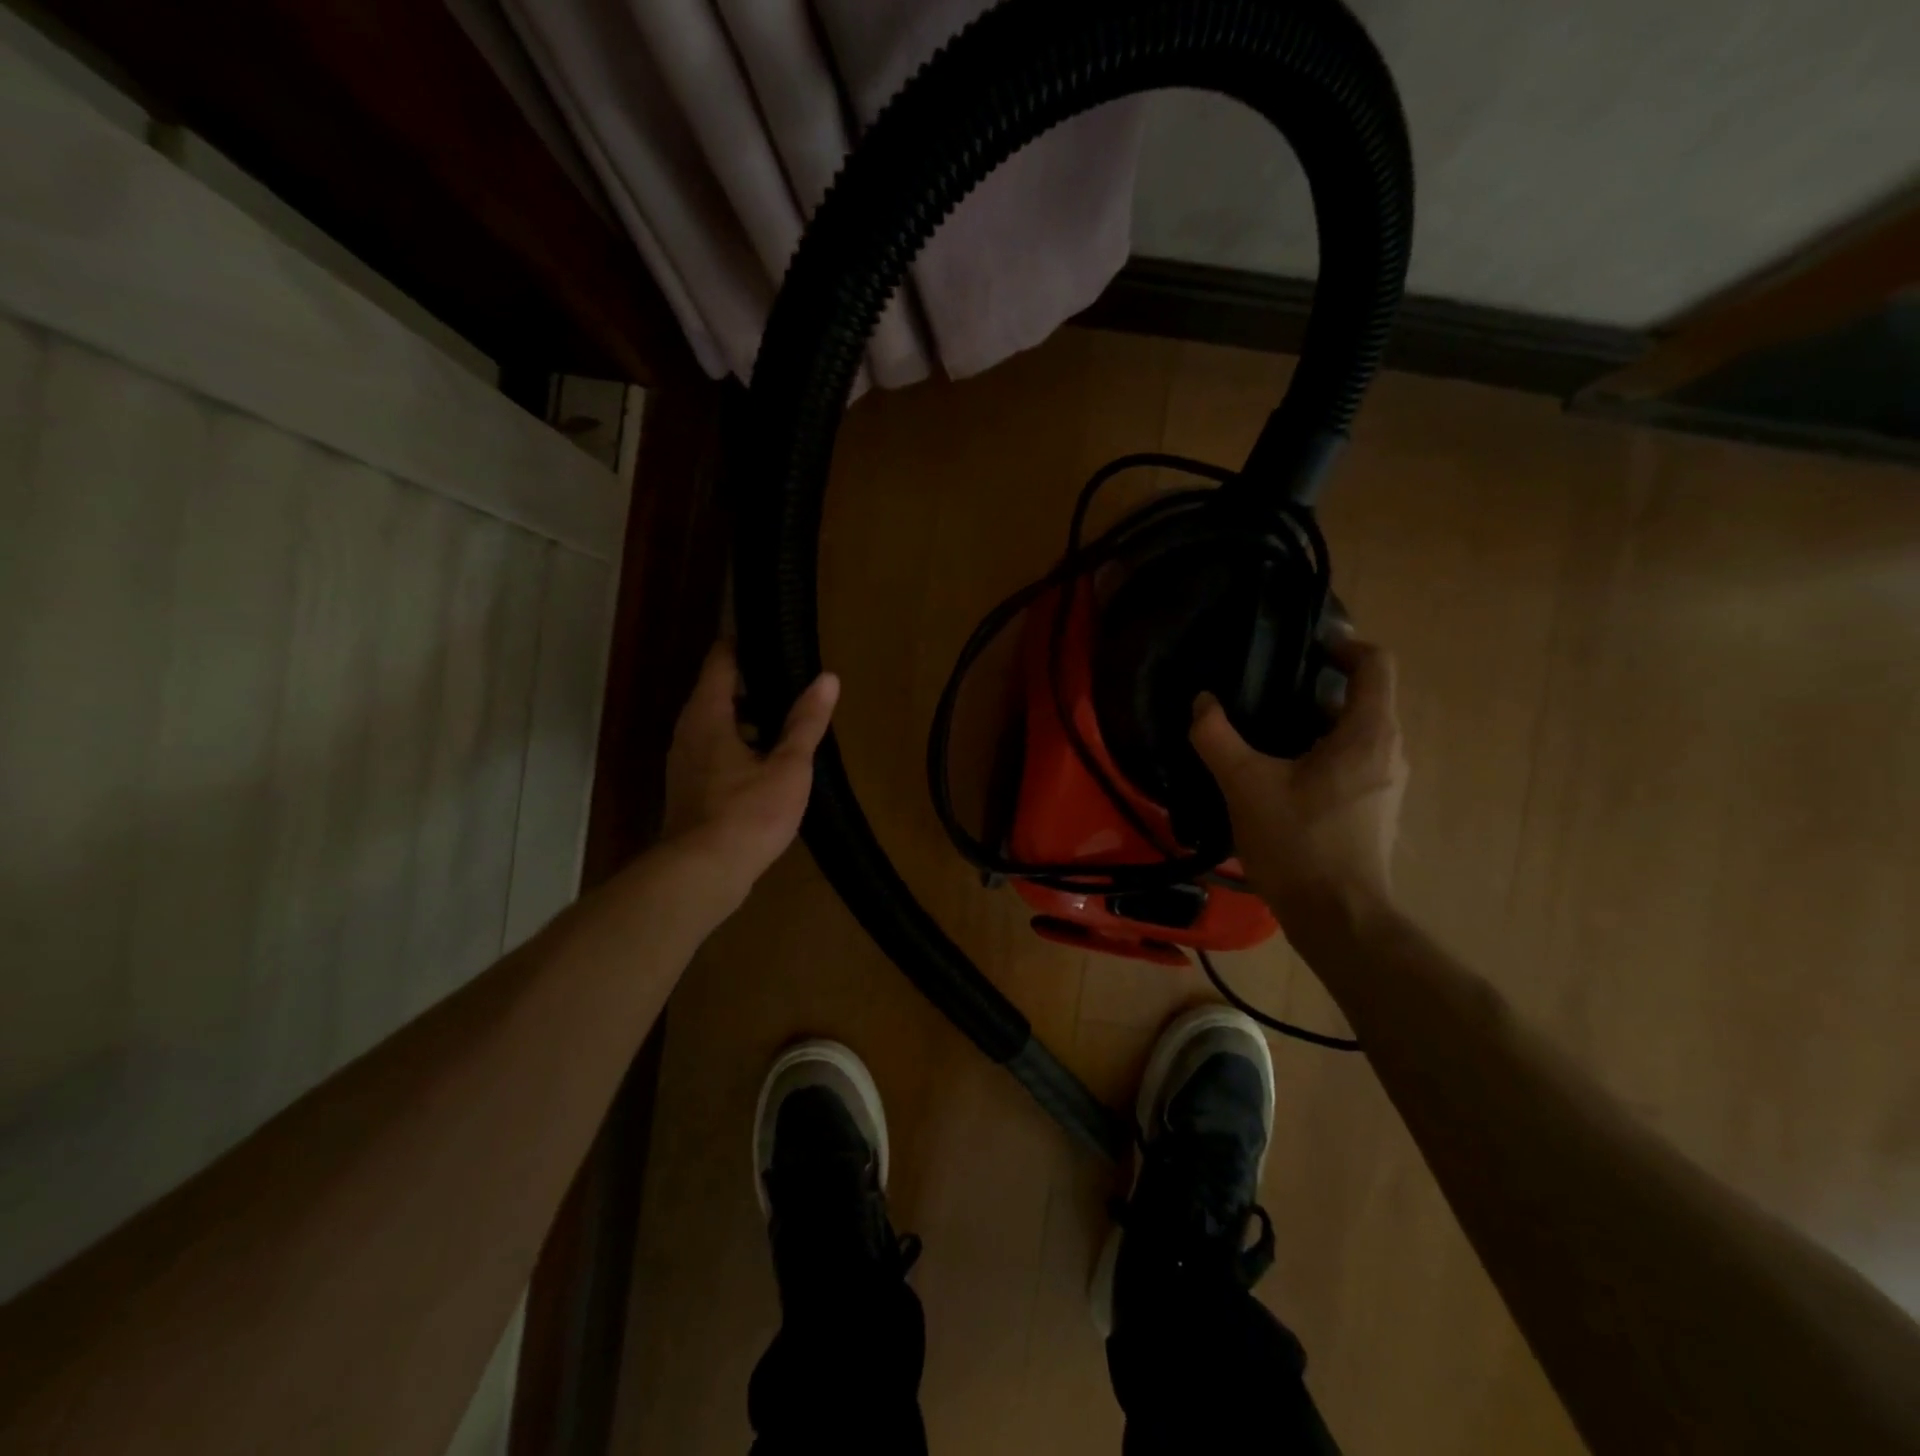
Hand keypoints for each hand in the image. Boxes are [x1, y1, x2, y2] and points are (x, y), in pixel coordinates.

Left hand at [661, 639, 839, 914]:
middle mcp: (688, 731)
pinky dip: (738, 745)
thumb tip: (827, 678)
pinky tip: (767, 764)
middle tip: (791, 679)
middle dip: (752, 683)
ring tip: (786, 722)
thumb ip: (806, 722)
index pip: (721, 661)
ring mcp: (684, 762)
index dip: (743, 643)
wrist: (702, 874)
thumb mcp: (788, 766)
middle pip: (717, 692)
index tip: (770, 634)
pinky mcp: (688, 789)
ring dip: (746, 718)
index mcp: (708, 715)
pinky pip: (714, 751)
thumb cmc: (748, 813)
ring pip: (715, 725)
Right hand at [1190, 636, 1407, 929]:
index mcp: (1368, 734)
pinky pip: (1350, 762)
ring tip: (1263, 730)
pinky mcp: (1373, 810)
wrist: (1338, 918)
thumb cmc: (1298, 843)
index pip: (1375, 664)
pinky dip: (1318, 753)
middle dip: (1315, 687)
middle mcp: (1388, 752)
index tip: (1302, 644)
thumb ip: (1217, 737)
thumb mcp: (1245, 785)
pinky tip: (1277, 774)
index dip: (1342, 644)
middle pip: (1362, 698)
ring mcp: (1385, 784)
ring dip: (1313, 723)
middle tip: (1264, 689)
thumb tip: (1202, 703)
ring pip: (1353, 734)